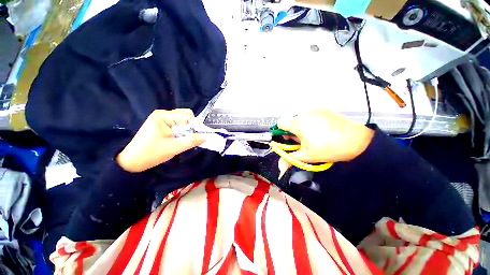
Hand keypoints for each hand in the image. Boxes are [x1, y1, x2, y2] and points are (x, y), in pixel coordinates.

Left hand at [116, 109, 204, 172]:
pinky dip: (184, 129)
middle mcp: (163, 114)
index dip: (198, 125)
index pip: (187, 116)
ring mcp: (161, 118)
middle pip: (185, 115)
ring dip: (189, 128)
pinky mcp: (162, 124)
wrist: (132, 161)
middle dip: (193, 125)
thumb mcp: (174, 147)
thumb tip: (207, 137)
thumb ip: (192, 141)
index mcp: (163, 116)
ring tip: (189, 138)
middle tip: (196, 136)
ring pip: (183, 119)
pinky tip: (182, 137)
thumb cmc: (151, 153)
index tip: (205, 134)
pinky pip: (178, 123)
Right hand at [277, 109, 373, 174]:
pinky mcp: (324, 109)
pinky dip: (311, 121)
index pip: (280, 123)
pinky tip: (322, 129)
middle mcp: (305, 113)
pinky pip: (310, 114)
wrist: (357, 141)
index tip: (288, 139)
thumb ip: (290, 159)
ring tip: (313, 135)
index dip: (281, 131)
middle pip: (291, 121)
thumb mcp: (307, 156)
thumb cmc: (329, 149)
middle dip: (293, 130)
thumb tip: (280, 167)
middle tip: (303, 140)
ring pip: (300, 118)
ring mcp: (315, 109)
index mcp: (298, 123)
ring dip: (302, 126)